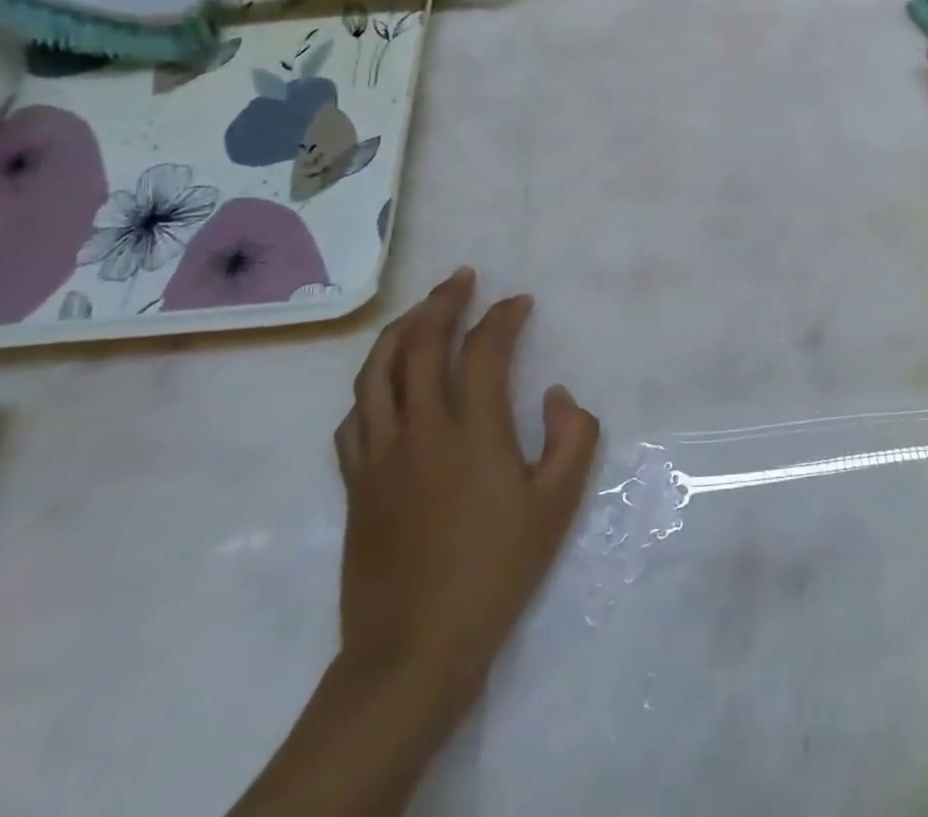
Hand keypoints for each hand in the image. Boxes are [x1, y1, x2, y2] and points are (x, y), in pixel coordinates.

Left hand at [334, 268, 599, 704]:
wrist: (414, 650)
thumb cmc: (496, 571)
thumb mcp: (558, 504)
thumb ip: (573, 436)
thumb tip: (554, 394)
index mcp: (471, 430)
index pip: (483, 350)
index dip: (502, 317)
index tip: (519, 302)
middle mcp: (419, 429)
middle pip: (419, 345)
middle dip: (442, 303)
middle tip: (462, 277)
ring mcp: (379, 455)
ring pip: (375, 373)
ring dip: (399, 331)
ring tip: (420, 310)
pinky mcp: (355, 484)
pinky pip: (354, 417)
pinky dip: (370, 385)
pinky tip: (383, 383)